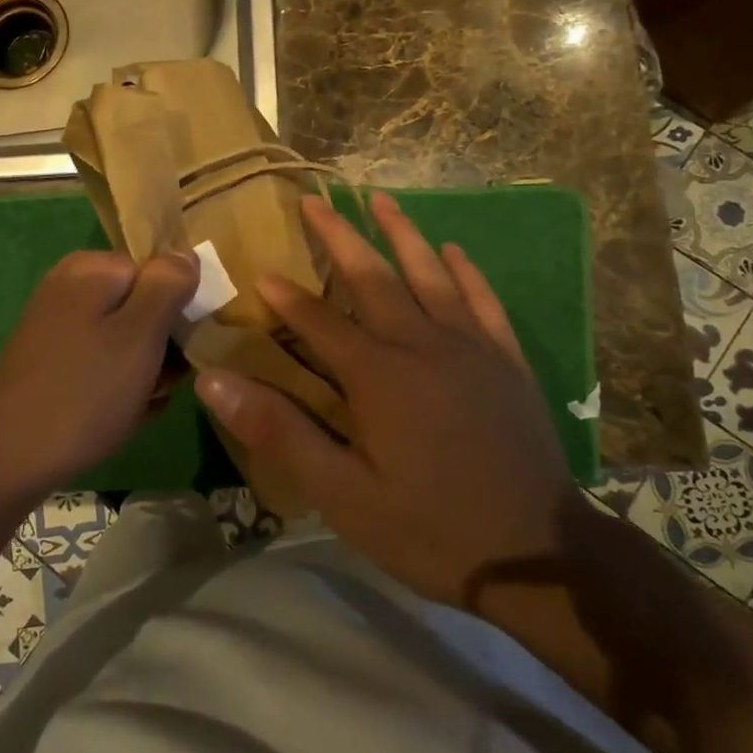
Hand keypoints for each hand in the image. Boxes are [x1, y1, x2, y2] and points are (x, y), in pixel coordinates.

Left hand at [0, 250, 197, 497]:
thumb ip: (168, 285)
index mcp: (92, 269)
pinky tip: (127, 414)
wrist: (4, 463)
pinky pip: (101, 360)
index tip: (189, 347)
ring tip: (150, 401)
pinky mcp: (50, 361)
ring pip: (125, 336)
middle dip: (164, 341)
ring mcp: (57, 325)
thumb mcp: (140, 334)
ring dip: (147, 367)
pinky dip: (119, 383)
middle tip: (168, 381)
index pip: (160, 271)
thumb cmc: (83, 393)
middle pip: (142, 302)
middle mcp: (70, 287)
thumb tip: (186, 252)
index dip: (181, 307)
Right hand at [195, 192, 581, 609]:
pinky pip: (483, 300)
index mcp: (378, 375)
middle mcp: (422, 344)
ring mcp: (471, 346)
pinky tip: (453, 249)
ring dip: (401, 233)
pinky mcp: (507, 360)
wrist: (538, 554)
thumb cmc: (429, 529)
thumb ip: (279, 431)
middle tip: (315, 200)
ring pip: (430, 273)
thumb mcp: (342, 494)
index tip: (261, 271)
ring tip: (380, 199)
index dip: (287, 297)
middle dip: (339, 236)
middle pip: (373, 277)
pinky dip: (466, 271)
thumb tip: (214, 382)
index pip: (319, 321)